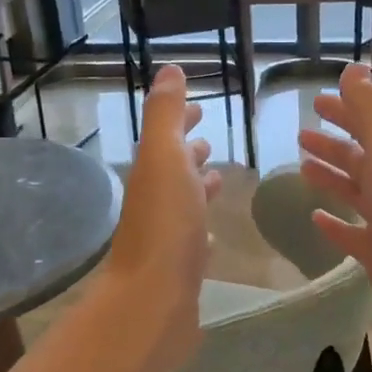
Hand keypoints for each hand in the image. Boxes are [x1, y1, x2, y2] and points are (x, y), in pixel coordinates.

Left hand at [103, 65, 221, 361]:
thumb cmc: (165, 225)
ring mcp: (167, 240)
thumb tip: (169, 70)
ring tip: (219, 180)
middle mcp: (155, 204)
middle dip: (190, 154)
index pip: (166, 139)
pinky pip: (193, 242)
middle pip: (174, 171)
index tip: (199, 108)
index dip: (181, 121)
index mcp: (152, 175)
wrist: (152, 302)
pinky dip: (203, 229)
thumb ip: (166, 115)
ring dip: (198, 189)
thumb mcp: (164, 158)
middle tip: (210, 142)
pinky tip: (213, 235)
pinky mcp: (180, 271)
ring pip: (185, 205)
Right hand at [298, 62, 371, 365]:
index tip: (316, 102)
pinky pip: (353, 236)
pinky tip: (315, 220)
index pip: (369, 127)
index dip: (345, 111)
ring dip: (332, 179)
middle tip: (301, 136)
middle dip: (333, 145)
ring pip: (356, 195)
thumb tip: (354, 68)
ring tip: (302, 170)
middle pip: (361, 160)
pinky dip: (335, 224)